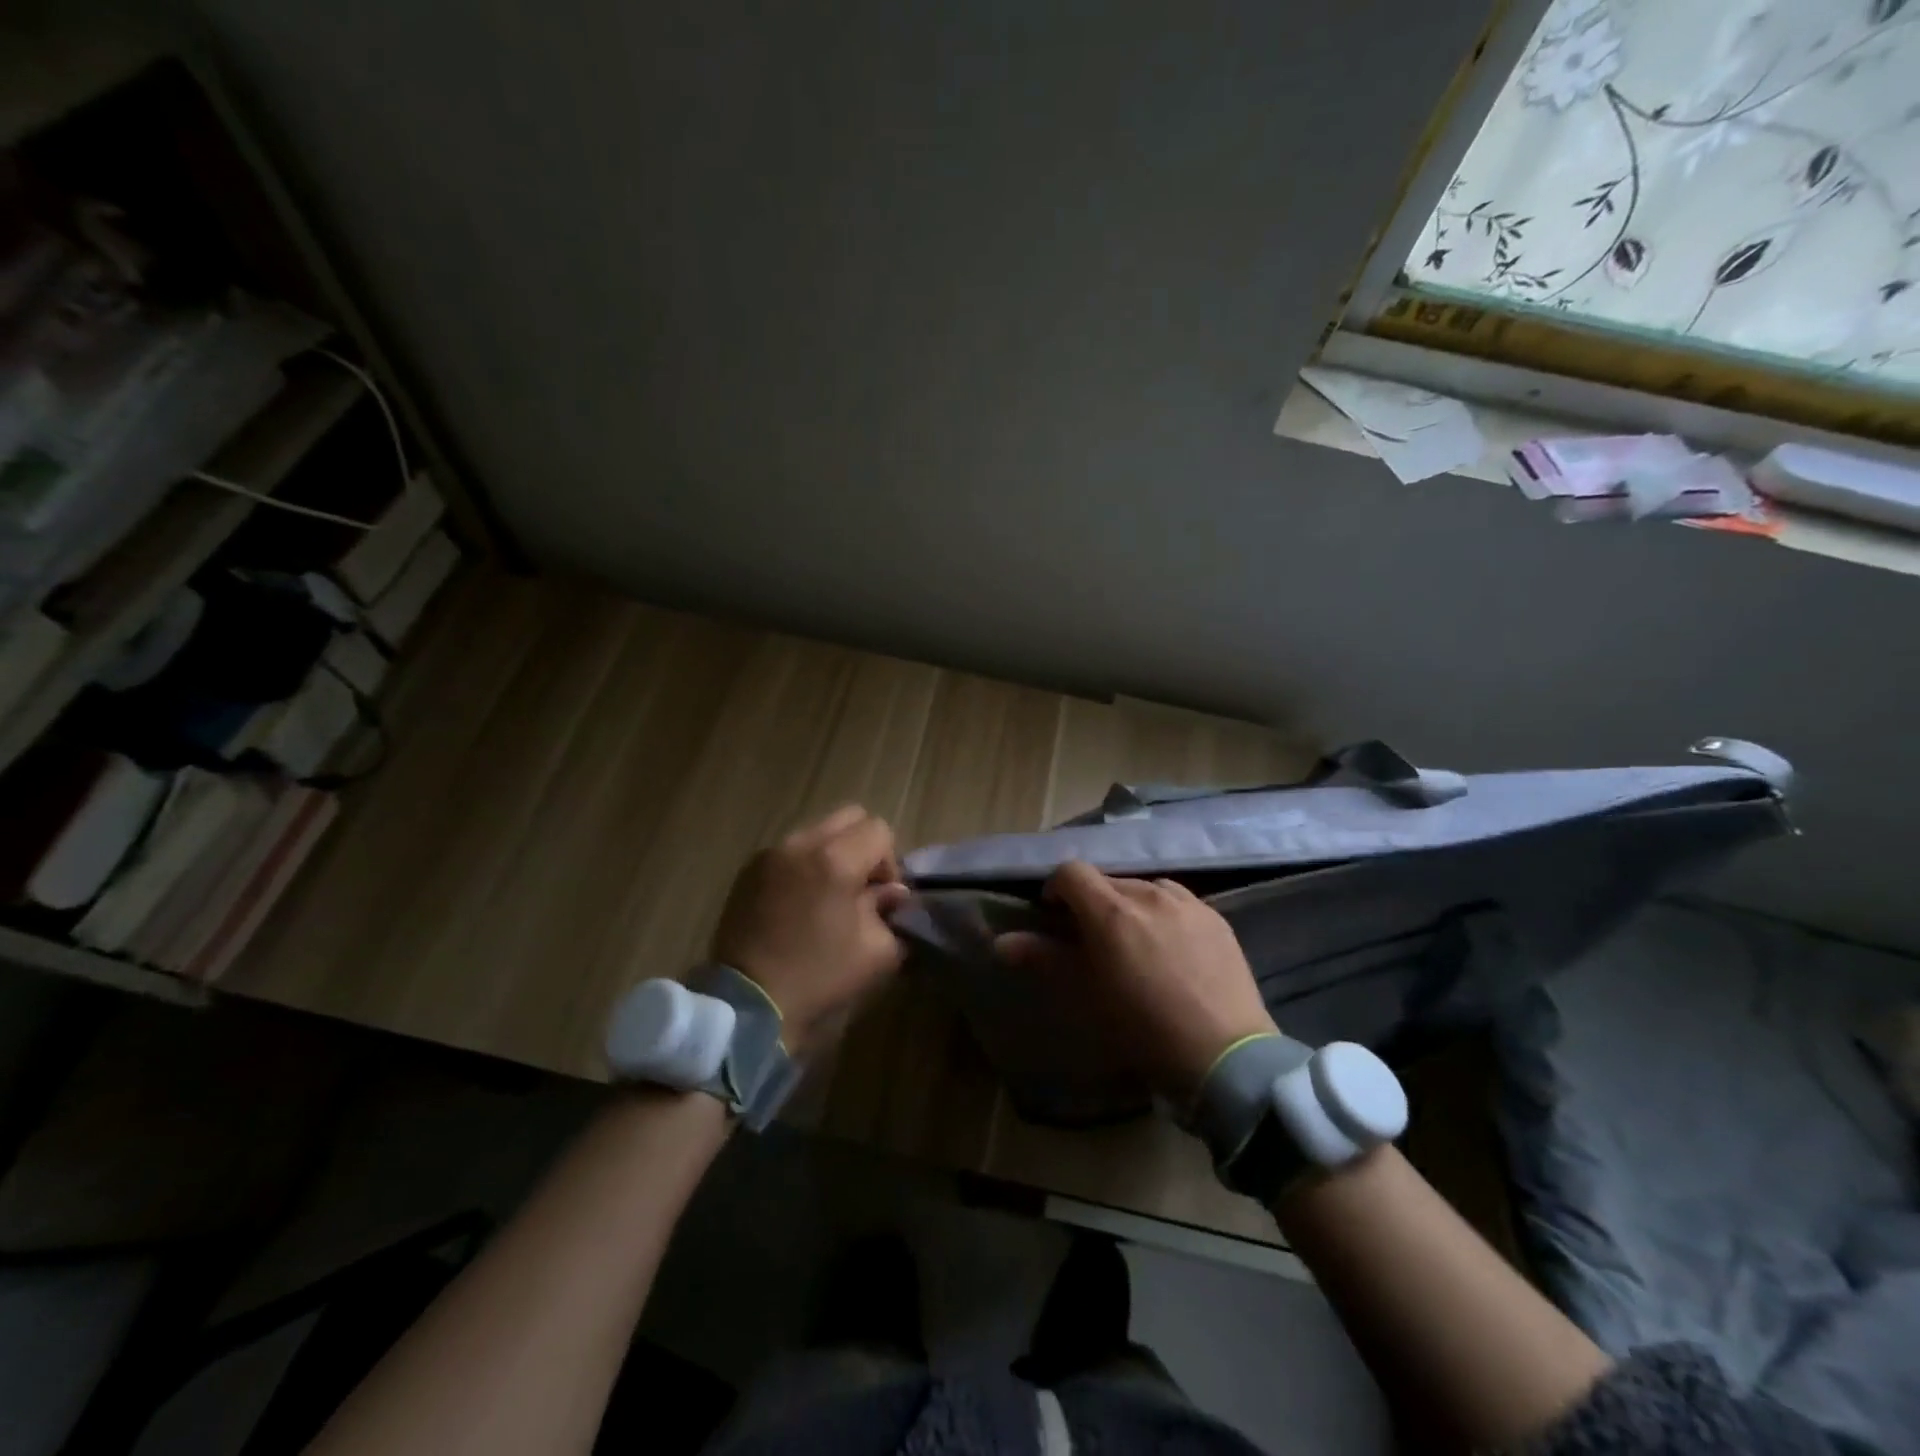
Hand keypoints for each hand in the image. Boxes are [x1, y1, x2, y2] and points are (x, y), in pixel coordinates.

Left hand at [711, 805, 909, 1054]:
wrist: (749, 1005)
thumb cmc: (819, 978)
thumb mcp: (876, 952)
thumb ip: (890, 911)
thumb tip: (891, 893)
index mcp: (835, 860)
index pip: (878, 830)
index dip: (889, 862)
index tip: (882, 898)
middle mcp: (801, 844)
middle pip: (849, 817)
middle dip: (863, 847)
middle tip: (860, 889)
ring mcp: (770, 854)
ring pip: (818, 831)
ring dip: (833, 854)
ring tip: (827, 896)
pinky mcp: (749, 870)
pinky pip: (790, 850)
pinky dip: (804, 865)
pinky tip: (800, 903)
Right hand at [997, 861, 1275, 1102]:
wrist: (1224, 1056)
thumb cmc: (1142, 1029)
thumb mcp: (1085, 995)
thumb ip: (1043, 959)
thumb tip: (1001, 942)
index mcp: (1110, 910)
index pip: (1071, 872)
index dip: (1056, 889)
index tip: (1053, 917)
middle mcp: (1148, 893)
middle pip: (1107, 880)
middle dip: (1092, 902)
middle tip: (1093, 940)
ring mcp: (1187, 902)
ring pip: (1144, 887)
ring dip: (1128, 905)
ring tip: (1134, 942)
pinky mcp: (1216, 917)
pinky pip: (1178, 901)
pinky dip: (1162, 913)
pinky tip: (1171, 948)